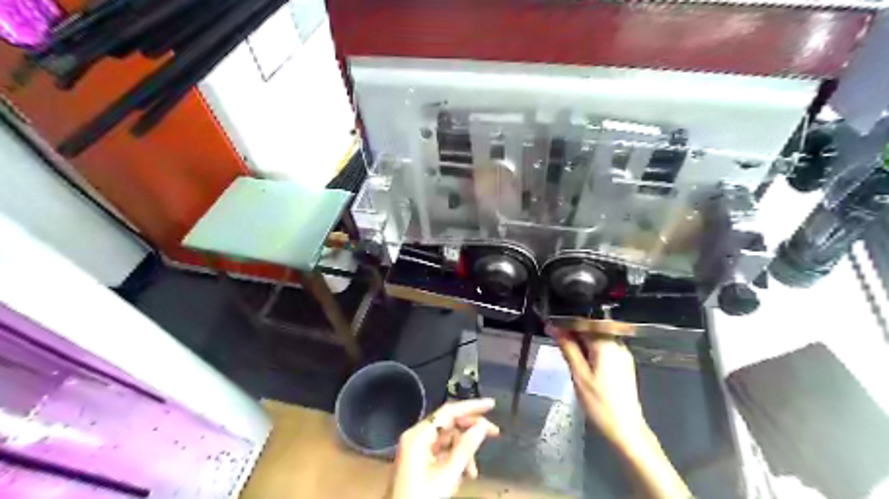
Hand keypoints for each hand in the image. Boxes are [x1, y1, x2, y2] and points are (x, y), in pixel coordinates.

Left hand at [390, 398, 497, 497]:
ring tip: (473, 473)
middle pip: (449, 424)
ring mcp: (417, 449)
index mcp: (418, 435)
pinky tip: (463, 475)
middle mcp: (416, 436)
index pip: (449, 411)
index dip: (471, 407)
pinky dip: (455, 460)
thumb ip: (466, 448)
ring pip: (448, 440)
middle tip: (494, 433)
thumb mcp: (447, 474)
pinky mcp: (419, 461)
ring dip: (464, 452)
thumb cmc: (422, 497)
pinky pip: (442, 452)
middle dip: (471, 430)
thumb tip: (482, 426)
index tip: (491, 404)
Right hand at [550, 327, 692, 498]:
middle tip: (555, 338)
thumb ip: (567, 348)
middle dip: (573, 331)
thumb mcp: (578, 374)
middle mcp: (617, 344)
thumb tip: (553, 327)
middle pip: (592, 329)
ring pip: (597, 338)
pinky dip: (590, 349)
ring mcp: (622, 354)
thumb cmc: (599, 402)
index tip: (550, 324)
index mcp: (606, 344)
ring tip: (564, 348)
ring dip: (581, 340)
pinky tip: (580, 359)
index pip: (584, 322)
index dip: (566, 322)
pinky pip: (604, 348)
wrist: (626, 428)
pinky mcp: (623, 364)